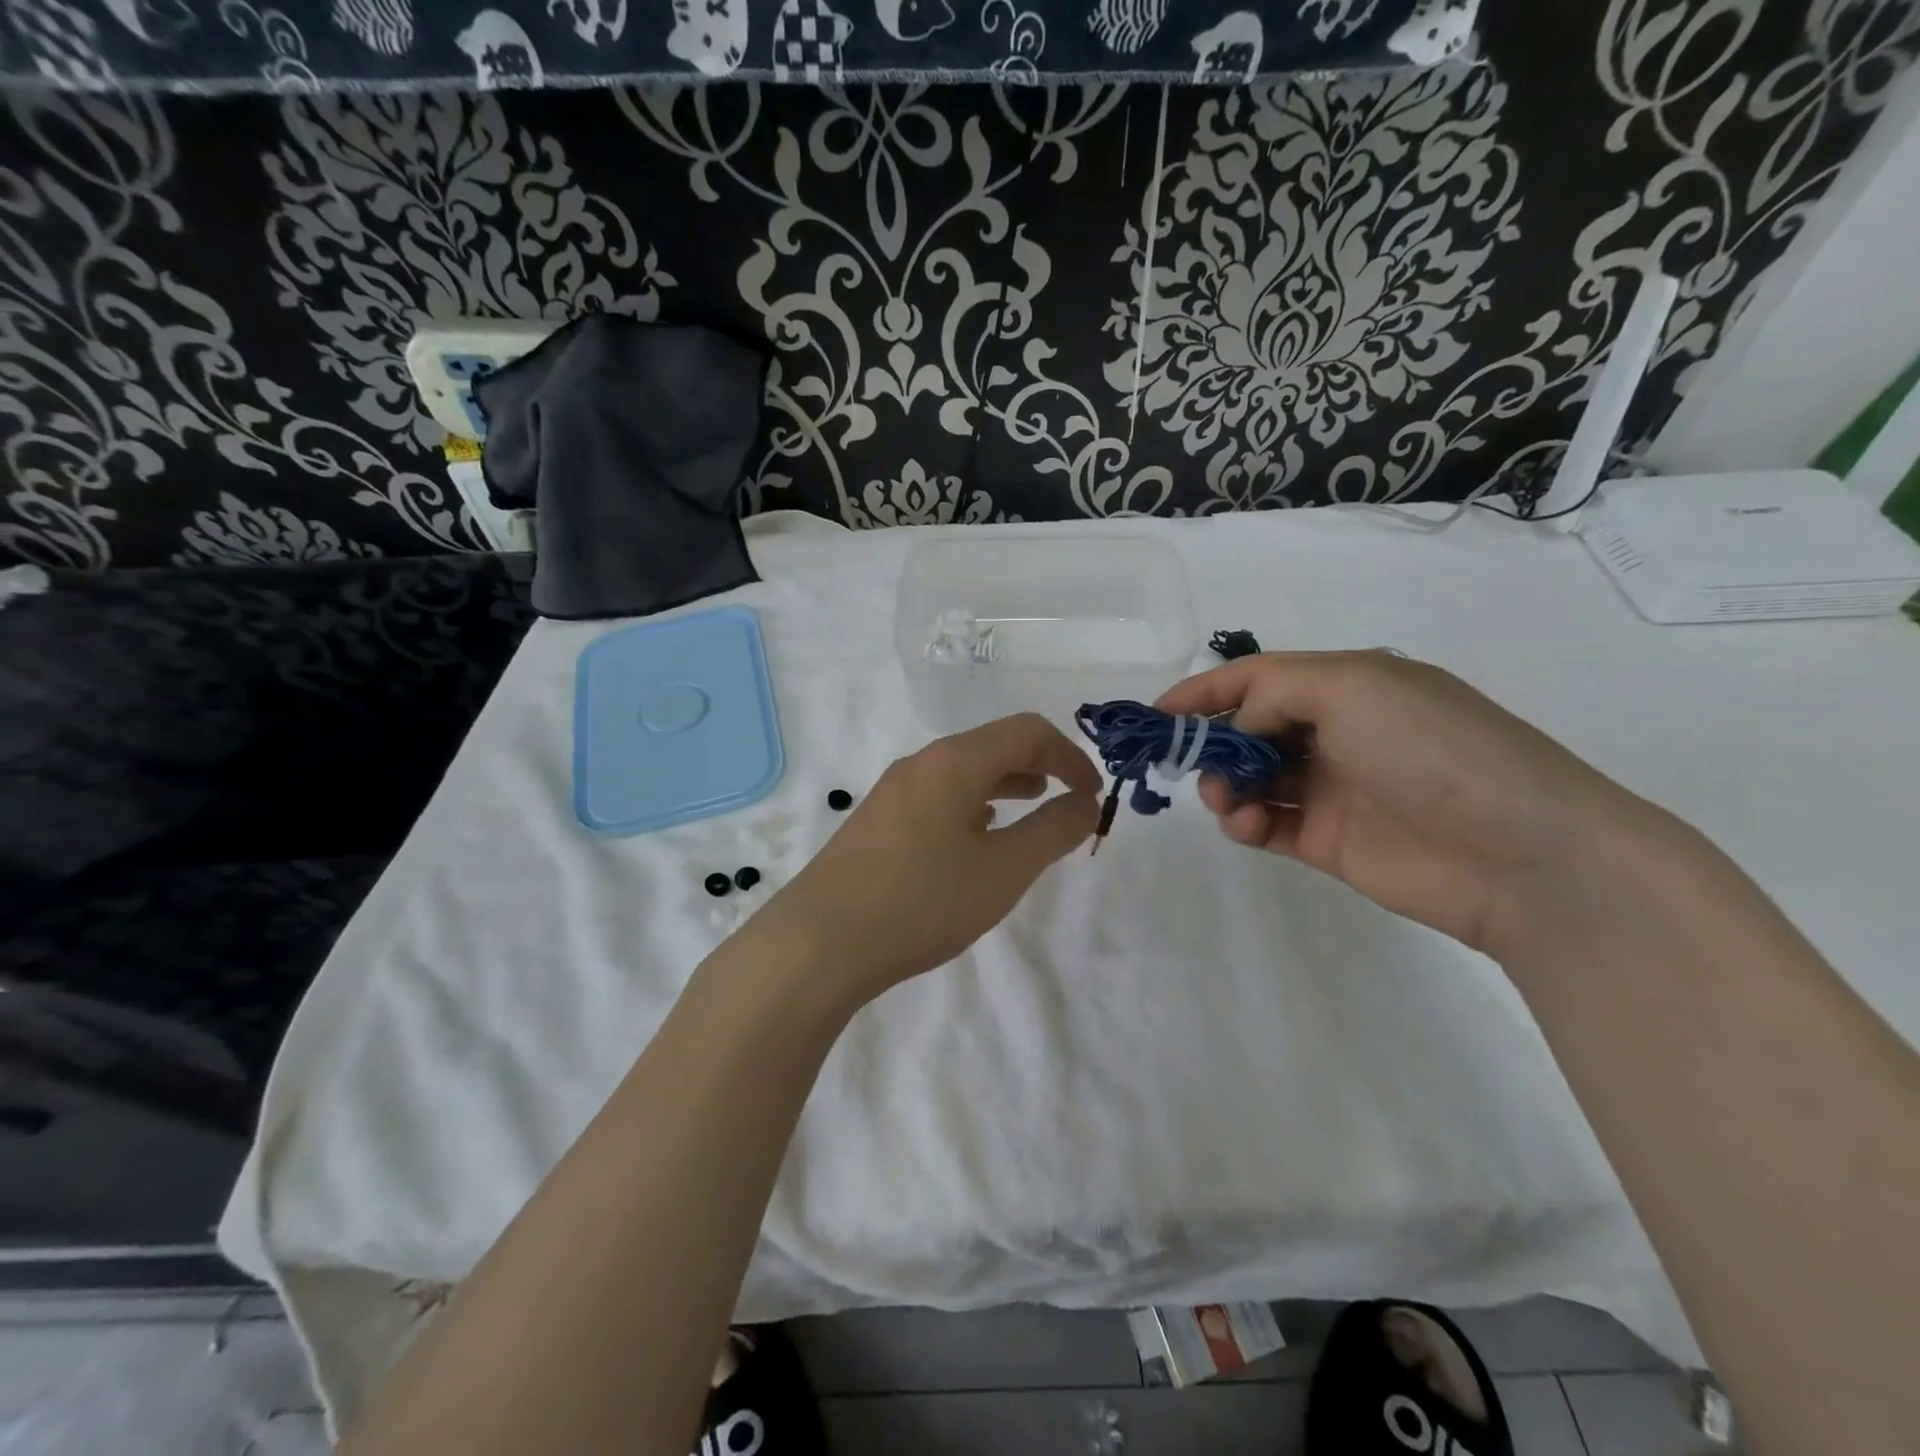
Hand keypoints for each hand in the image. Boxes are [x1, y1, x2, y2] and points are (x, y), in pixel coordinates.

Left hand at [757, 713, 1100, 1000]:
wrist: (818, 943)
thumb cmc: (922, 901)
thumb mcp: (1004, 871)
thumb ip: (1054, 831)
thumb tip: (1086, 802)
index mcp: (955, 761)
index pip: (1027, 731)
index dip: (1070, 755)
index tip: (1093, 795)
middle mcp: (922, 764)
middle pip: (993, 745)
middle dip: (1040, 765)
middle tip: (1068, 799)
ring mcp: (892, 792)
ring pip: (963, 771)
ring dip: (1005, 784)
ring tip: (1031, 810)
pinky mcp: (875, 822)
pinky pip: (938, 796)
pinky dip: (973, 804)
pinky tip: (976, 838)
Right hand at [1157, 652, 1653, 953]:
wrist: (1519, 853)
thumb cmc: (1432, 749)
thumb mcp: (1352, 686)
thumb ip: (1274, 691)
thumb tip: (1241, 727)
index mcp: (1346, 684)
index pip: (1257, 677)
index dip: (1204, 690)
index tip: (1157, 714)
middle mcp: (1335, 731)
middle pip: (1247, 728)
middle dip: (1211, 742)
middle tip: (1191, 763)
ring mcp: (1331, 788)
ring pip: (1250, 777)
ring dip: (1225, 784)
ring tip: (1229, 800)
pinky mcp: (1328, 840)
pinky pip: (1266, 824)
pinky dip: (1245, 822)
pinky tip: (1248, 824)